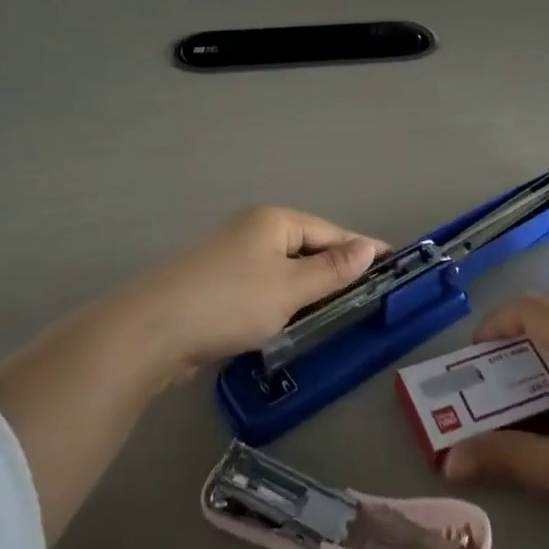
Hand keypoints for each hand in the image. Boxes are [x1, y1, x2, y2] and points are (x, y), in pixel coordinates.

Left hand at [128, 207, 380, 376]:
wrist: (155, 328)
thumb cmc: (231, 301)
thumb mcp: (290, 288)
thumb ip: (331, 270)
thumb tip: (368, 247)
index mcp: (274, 220)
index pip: (329, 231)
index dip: (360, 249)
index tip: (393, 264)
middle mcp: (254, 229)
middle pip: (306, 246)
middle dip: (335, 269)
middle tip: (368, 295)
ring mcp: (232, 255)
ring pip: (284, 268)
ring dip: (308, 288)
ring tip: (337, 311)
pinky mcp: (218, 283)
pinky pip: (265, 284)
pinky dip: (283, 299)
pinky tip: (292, 320)